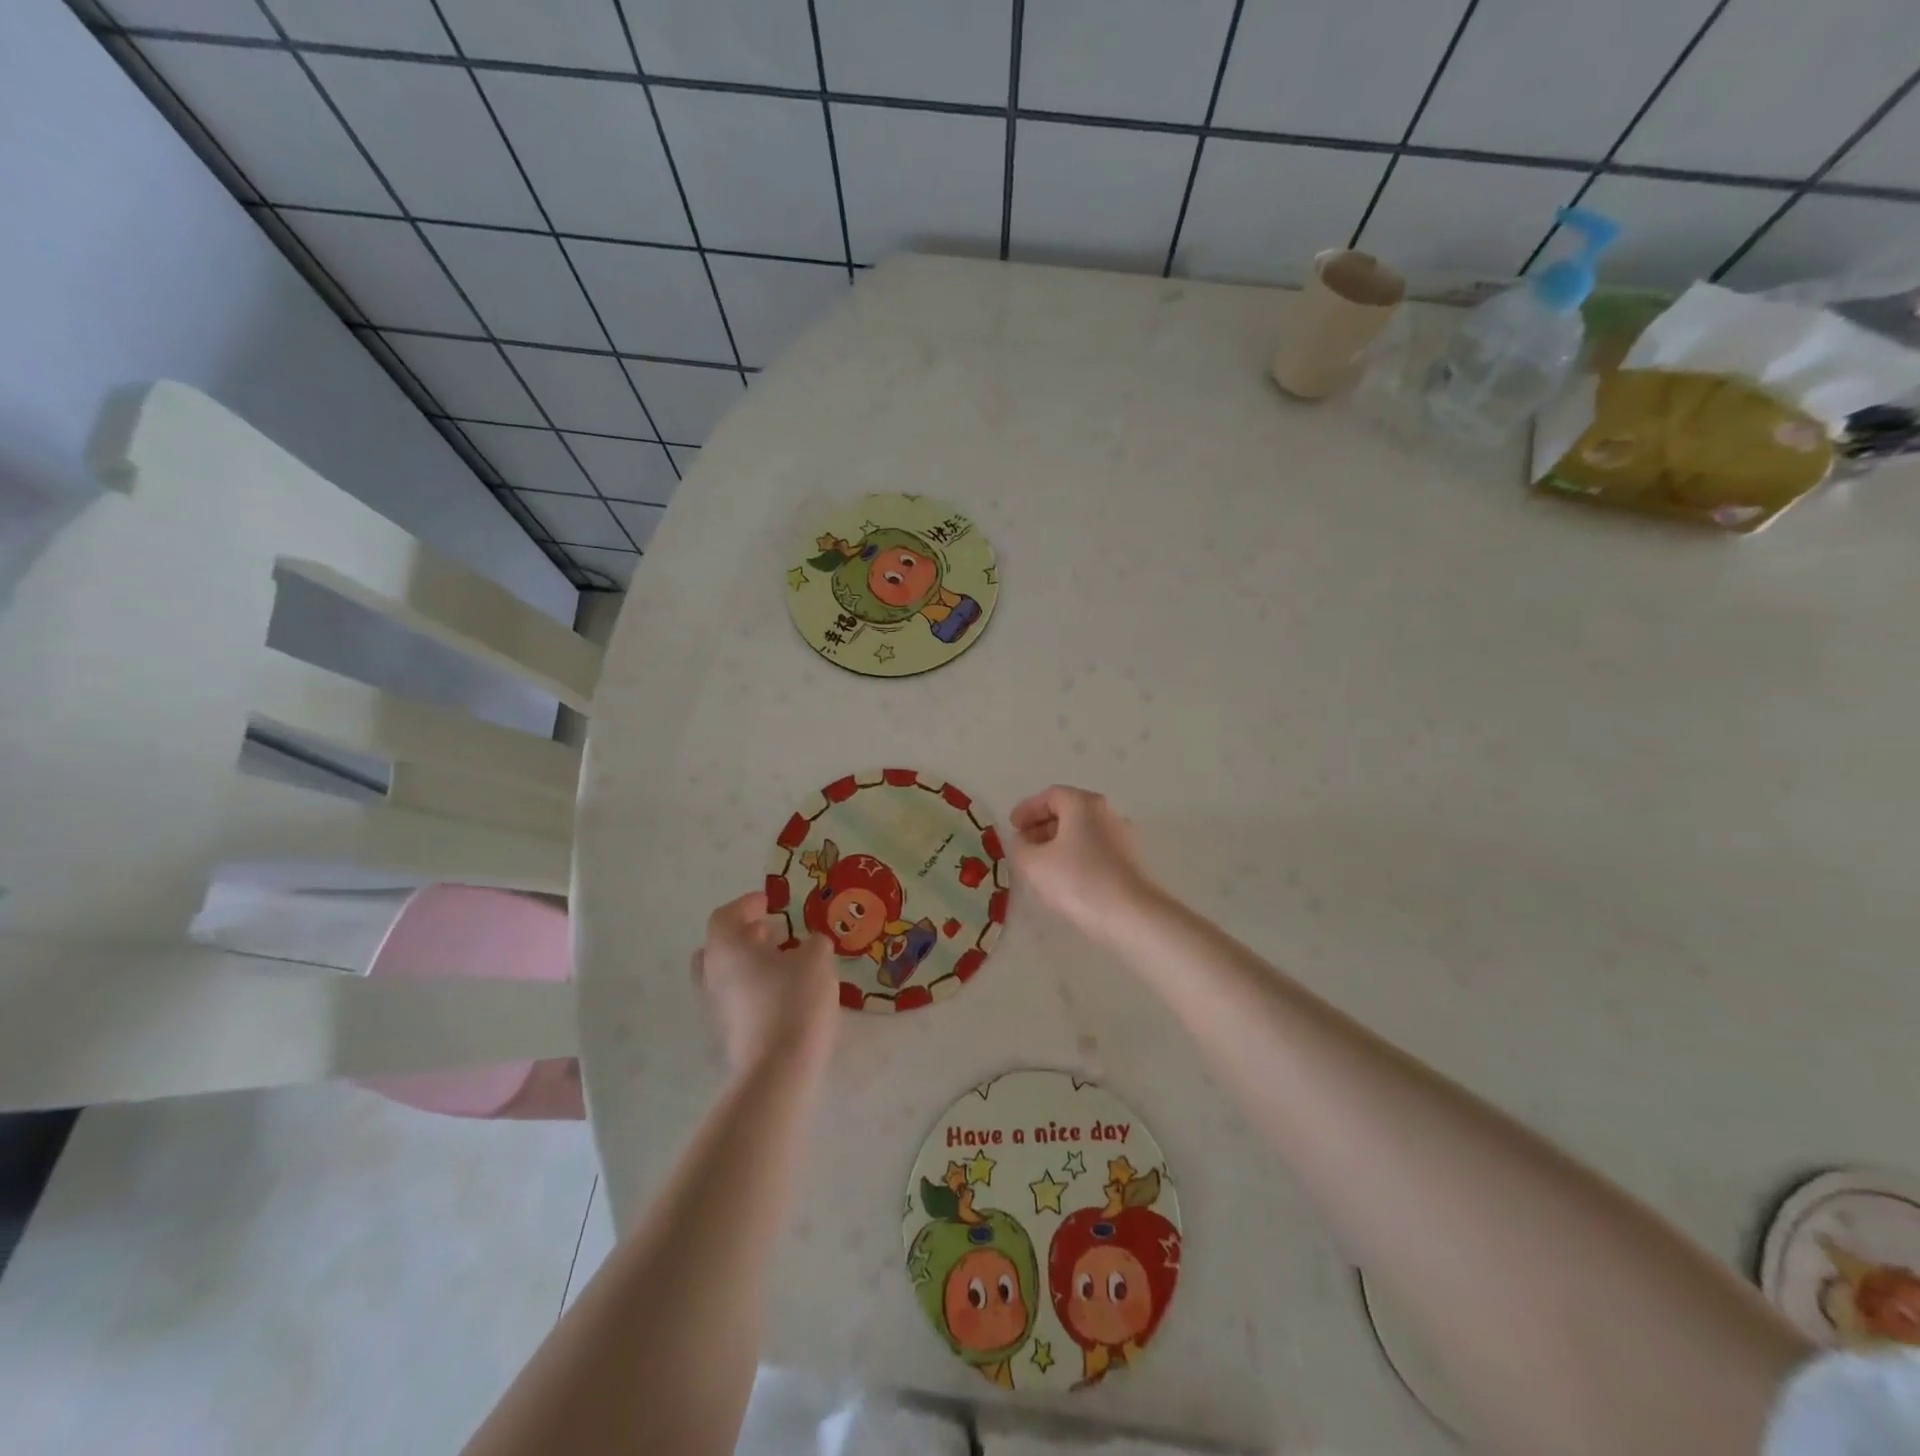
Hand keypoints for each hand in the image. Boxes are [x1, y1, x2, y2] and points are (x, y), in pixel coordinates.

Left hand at [691, 893, 837, 1072]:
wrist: (778, 1068)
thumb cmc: (794, 1000)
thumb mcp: (816, 960)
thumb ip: (814, 943)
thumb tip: (812, 943)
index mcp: (727, 947)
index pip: (725, 915)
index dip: (746, 905)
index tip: (768, 902)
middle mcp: (712, 974)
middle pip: (719, 946)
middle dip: (744, 936)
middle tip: (772, 932)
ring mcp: (716, 1007)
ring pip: (727, 974)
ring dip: (751, 963)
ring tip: (785, 962)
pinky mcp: (728, 1033)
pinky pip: (737, 998)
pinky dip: (755, 988)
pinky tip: (785, 992)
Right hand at [1007, 785, 1157, 932]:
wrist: (1130, 915)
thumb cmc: (1077, 881)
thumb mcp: (1034, 864)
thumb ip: (1021, 847)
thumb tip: (1024, 841)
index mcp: (1083, 804)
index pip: (1051, 795)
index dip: (1028, 809)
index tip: (1012, 826)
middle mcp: (1107, 813)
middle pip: (1069, 810)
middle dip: (1042, 825)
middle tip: (1024, 844)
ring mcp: (1123, 837)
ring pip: (1083, 831)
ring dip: (1059, 842)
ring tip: (1041, 864)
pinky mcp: (1130, 861)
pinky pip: (1096, 849)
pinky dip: (1076, 855)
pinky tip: (1065, 877)